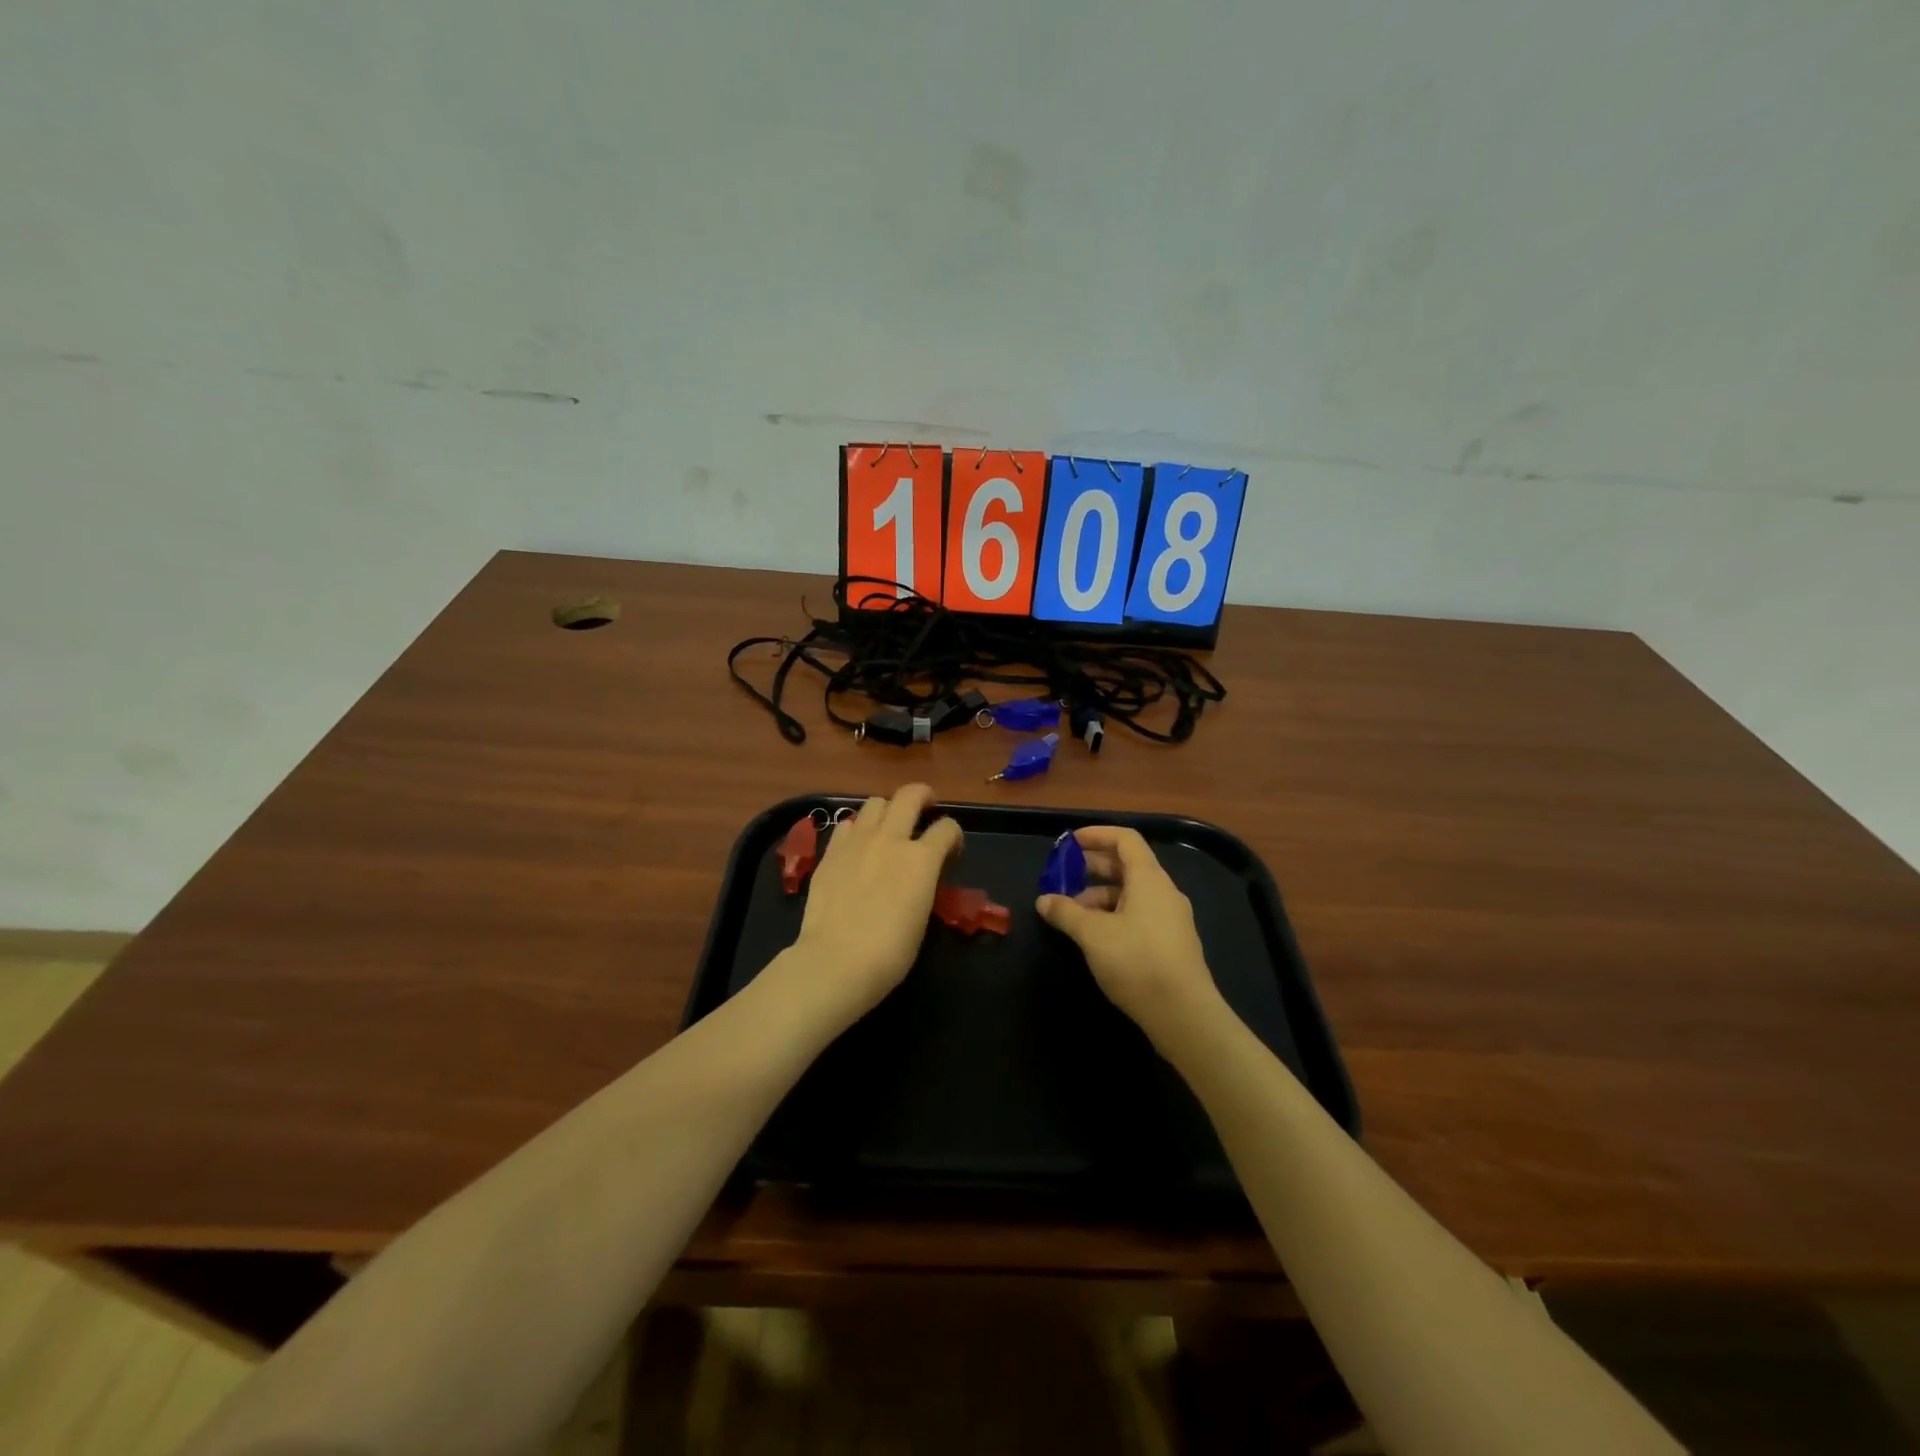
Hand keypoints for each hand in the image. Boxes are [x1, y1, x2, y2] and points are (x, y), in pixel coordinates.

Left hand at [788, 784, 961, 1020]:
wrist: (836, 961)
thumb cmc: (889, 952)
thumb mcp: (922, 916)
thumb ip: (923, 884)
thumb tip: (919, 876)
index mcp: (922, 859)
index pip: (947, 828)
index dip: (954, 835)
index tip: (951, 849)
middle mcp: (891, 839)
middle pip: (910, 795)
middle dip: (923, 796)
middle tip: (926, 806)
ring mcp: (857, 841)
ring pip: (876, 802)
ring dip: (888, 809)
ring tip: (888, 826)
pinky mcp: (831, 851)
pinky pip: (848, 824)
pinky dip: (858, 828)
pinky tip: (858, 845)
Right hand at [1036, 827, 1222, 1039]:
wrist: (1184, 1015)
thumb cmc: (1137, 961)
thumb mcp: (1092, 934)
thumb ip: (1066, 912)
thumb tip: (1044, 900)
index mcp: (1149, 879)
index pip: (1125, 839)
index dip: (1096, 835)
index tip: (1069, 844)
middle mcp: (1163, 892)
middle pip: (1127, 866)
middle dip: (1092, 868)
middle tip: (1062, 878)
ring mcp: (1171, 919)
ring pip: (1131, 894)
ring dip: (1100, 897)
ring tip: (1072, 915)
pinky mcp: (1171, 943)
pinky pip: (1139, 915)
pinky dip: (1114, 916)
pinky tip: (1095, 938)